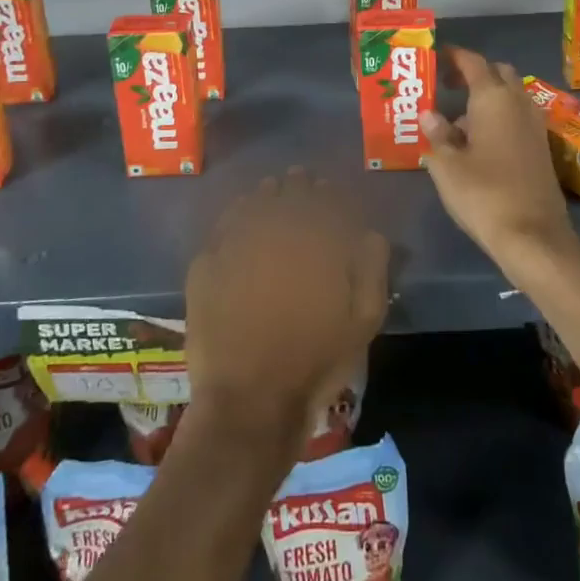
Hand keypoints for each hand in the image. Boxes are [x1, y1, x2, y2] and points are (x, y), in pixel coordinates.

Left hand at [186, 168, 388, 455]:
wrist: (250, 401)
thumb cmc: (315, 361)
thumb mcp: (363, 321)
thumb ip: (372, 268)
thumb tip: (371, 232)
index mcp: (316, 243)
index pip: (327, 200)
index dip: (331, 191)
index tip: (332, 188)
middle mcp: (276, 233)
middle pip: (289, 194)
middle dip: (299, 185)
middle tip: (303, 179)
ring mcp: (236, 246)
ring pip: (255, 203)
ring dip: (268, 193)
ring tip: (274, 190)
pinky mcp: (207, 265)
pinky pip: (223, 224)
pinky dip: (236, 212)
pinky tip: (241, 214)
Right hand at [419, 47, 574, 268]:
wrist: (532, 234)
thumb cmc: (483, 194)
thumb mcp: (447, 165)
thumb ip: (437, 134)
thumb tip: (430, 114)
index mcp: (493, 98)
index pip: (474, 62)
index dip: (455, 56)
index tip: (437, 56)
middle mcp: (518, 103)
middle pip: (498, 73)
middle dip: (475, 73)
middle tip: (449, 86)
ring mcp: (534, 124)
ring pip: (511, 95)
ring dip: (488, 96)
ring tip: (459, 118)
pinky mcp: (541, 146)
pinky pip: (518, 116)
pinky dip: (500, 116)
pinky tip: (480, 140)